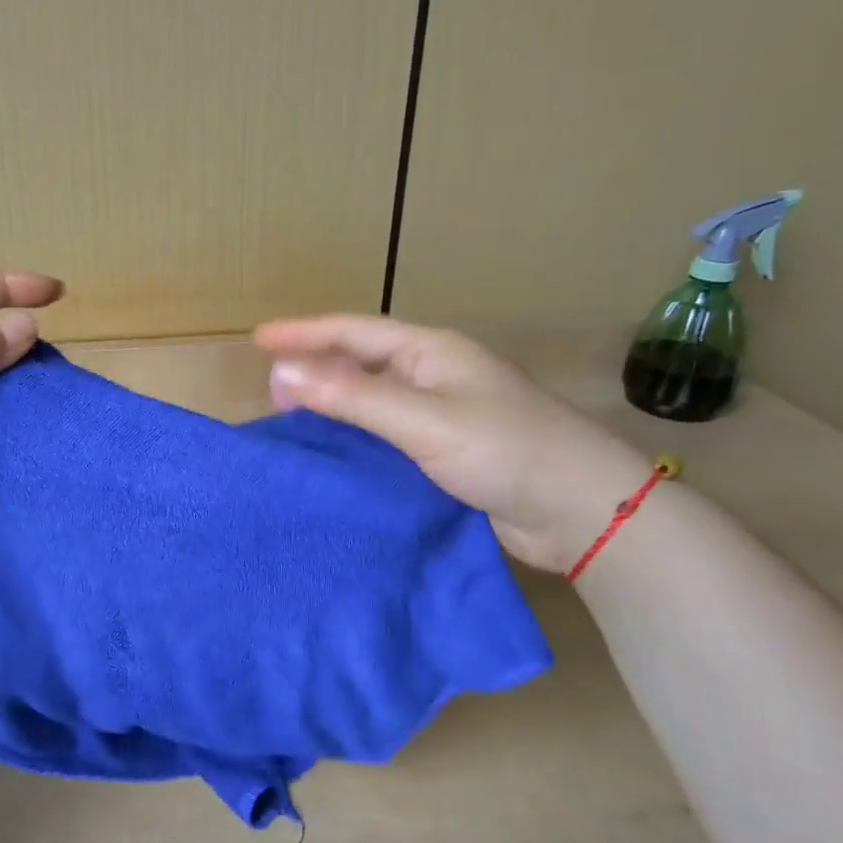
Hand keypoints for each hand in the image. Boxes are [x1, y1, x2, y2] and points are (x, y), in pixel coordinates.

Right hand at [254, 315, 649, 572]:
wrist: (583, 511)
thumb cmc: (507, 451)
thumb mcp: (423, 420)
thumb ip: (353, 397)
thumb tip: (281, 372)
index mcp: (431, 352)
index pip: (354, 332)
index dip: (305, 332)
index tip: (258, 339)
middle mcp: (434, 375)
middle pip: (361, 362)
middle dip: (315, 367)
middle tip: (270, 387)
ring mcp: (442, 414)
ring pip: (372, 400)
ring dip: (333, 404)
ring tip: (291, 417)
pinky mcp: (447, 452)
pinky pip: (386, 434)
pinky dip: (355, 438)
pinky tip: (334, 453)